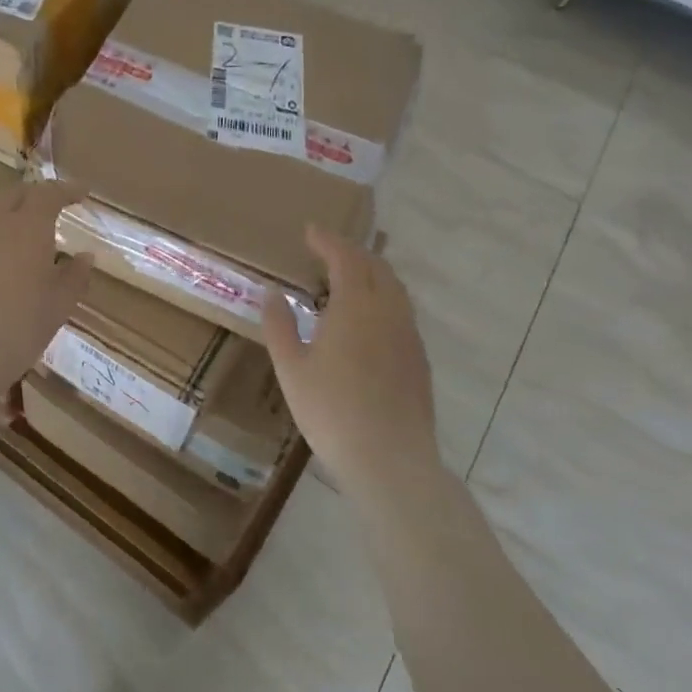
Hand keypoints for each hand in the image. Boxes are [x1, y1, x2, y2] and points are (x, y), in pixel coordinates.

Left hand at [0, 180, 93, 419]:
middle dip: (35, 196)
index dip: (67, 190)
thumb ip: (75, 276)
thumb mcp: (59, 306)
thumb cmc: (18, 331)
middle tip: (48, 208)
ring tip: (13, 222)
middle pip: (15, 194)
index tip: (81, 193)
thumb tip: (85, 256)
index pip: (50, 194)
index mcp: (28, 227)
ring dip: (4, 207)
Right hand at [261, 225, 440, 492]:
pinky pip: (401, 311)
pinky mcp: (419, 359)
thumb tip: (272, 294)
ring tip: (346, 280)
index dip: (328, 240)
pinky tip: (367, 320)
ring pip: (394, 288)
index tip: (310, 230)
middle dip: (351, 252)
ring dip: (370, 273)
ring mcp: (409, 335)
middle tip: (326, 251)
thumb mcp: (292, 369)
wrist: (391, 461)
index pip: (345, 258)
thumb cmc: (332, 412)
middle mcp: (389, 312)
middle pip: (376, 267)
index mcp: (356, 307)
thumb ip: (279, 326)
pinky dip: (382, 298)